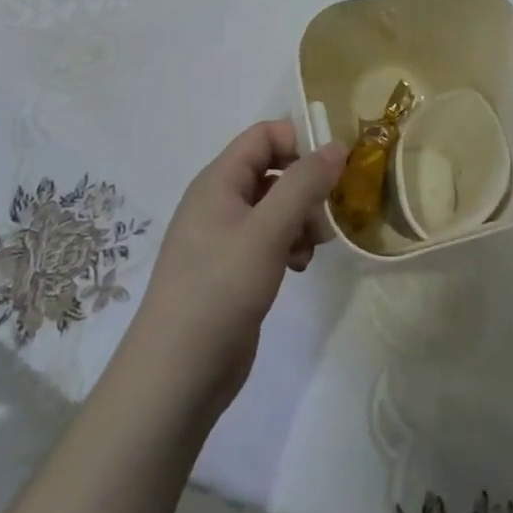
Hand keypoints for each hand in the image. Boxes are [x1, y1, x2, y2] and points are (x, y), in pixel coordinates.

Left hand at [125, 120, 344, 430]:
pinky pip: (270, 239)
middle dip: (307, 186)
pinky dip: (290, 245)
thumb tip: (337, 145)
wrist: (175, 377)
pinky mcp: (233, 270)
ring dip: (302, 219)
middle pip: (274, 169)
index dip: (300, 141)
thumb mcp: (268, 230)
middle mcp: (220, 202)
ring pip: (276, 206)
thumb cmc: (219, 290)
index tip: (332, 168)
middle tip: (329, 211)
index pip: (264, 135)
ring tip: (313, 246)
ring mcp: (224, 238)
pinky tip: (298, 268)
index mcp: (218, 181)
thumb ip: (304, 184)